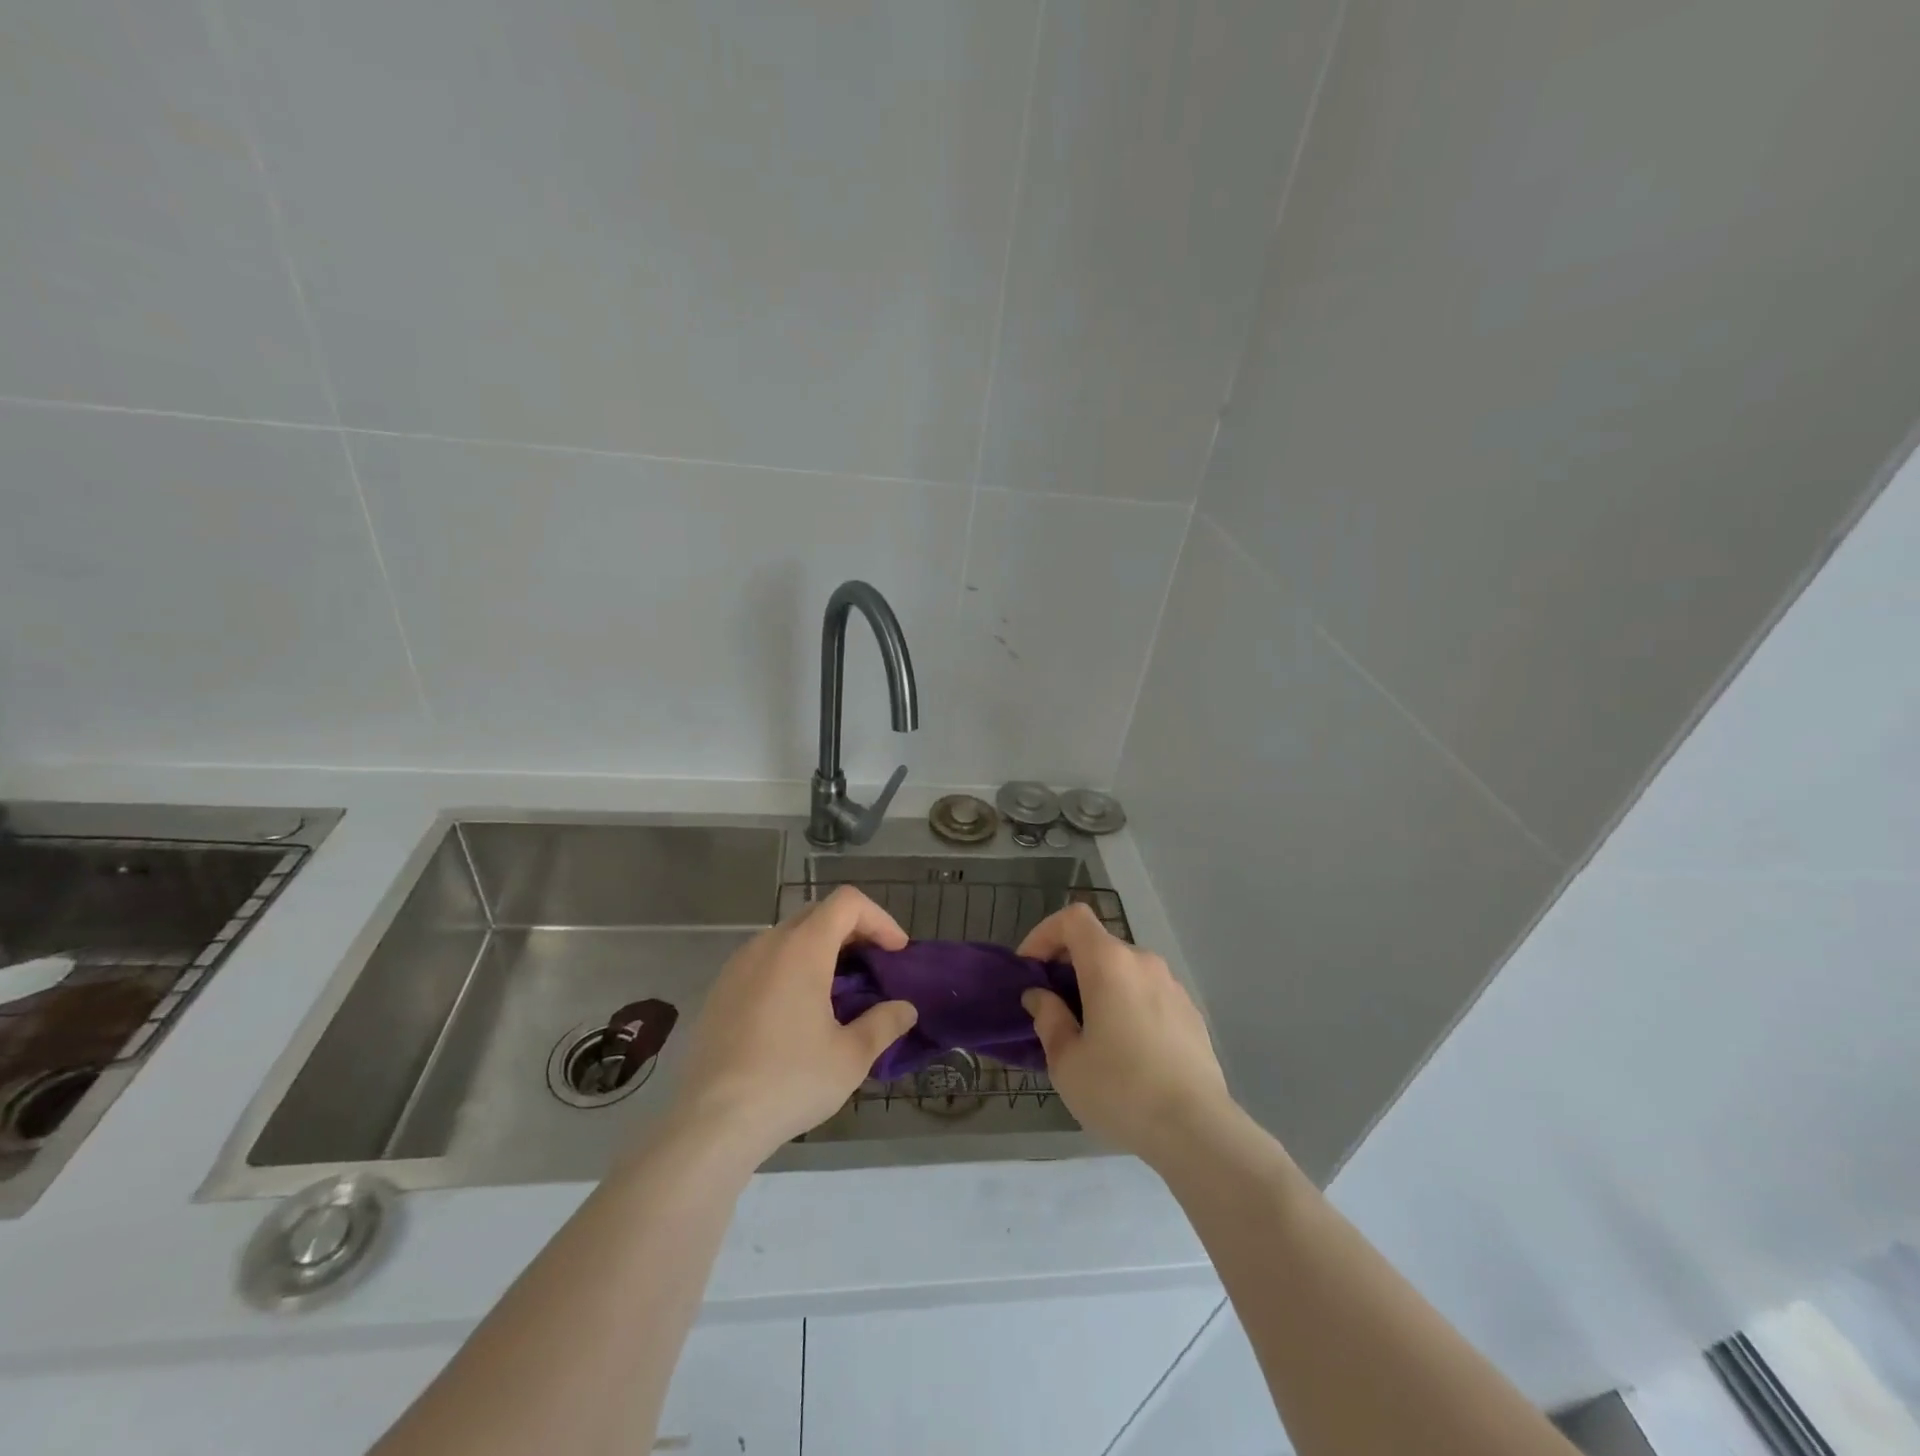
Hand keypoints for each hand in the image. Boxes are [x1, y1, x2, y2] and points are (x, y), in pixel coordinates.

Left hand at [671, 886, 917, 1163]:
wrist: (710, 1123)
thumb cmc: (788, 1081)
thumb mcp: (850, 1057)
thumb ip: (884, 1024)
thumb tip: (905, 1009)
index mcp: (802, 948)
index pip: (847, 903)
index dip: (879, 919)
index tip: (896, 952)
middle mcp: (767, 944)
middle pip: (819, 914)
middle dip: (854, 932)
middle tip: (874, 968)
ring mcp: (738, 965)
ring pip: (789, 937)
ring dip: (822, 950)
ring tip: (839, 992)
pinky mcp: (720, 990)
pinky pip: (765, 961)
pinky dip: (792, 968)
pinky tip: (798, 1013)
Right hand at [1018, 903, 1234, 1164]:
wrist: (1197, 1129)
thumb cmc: (1120, 1090)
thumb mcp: (1066, 1061)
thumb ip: (1048, 1018)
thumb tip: (1040, 996)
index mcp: (1109, 963)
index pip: (1072, 918)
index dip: (1044, 933)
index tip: (1030, 969)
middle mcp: (1143, 962)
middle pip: (1098, 945)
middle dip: (1069, 967)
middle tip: (1053, 1007)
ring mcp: (1172, 986)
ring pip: (1124, 971)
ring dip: (1100, 987)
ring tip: (1089, 1032)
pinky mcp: (1190, 1012)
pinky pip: (1148, 994)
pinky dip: (1127, 1005)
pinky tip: (1126, 1050)